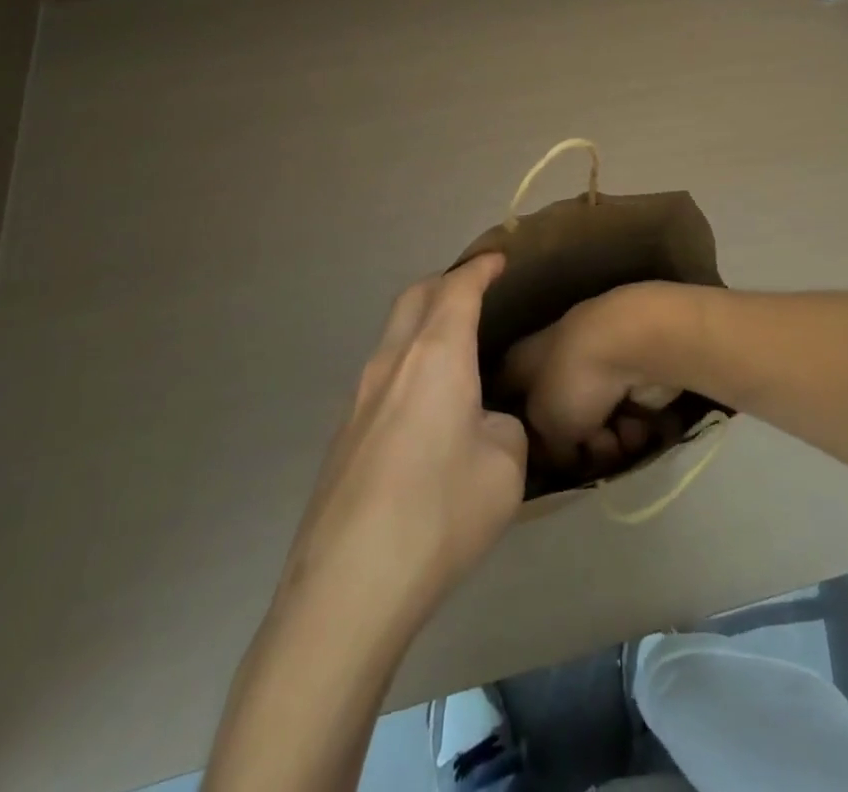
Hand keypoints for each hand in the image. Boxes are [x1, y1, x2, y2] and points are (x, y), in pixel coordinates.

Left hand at [277, 254, 526, 646]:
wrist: (347, 589)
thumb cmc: (439, 513)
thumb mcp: (505, 467)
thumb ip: (504, 427)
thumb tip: (484, 424)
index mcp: (435, 355)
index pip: (458, 289)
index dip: (480, 269)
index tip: (498, 259)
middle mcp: (391, 363)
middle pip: (414, 298)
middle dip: (446, 283)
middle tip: (475, 290)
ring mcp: (358, 399)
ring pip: (393, 336)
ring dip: (422, 325)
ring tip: (454, 347)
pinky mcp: (342, 436)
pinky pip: (381, 376)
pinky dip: (408, 365)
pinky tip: (426, 407)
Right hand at [501, 283, 686, 478]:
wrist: (633, 346)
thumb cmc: (572, 381)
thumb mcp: (545, 428)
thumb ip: (546, 449)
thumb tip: (561, 456)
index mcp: (523, 362)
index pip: (508, 397)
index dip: (518, 430)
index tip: (532, 458)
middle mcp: (556, 358)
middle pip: (560, 415)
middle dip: (576, 444)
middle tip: (584, 454)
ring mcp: (596, 362)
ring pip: (597, 418)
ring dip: (607, 441)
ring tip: (615, 440)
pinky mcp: (633, 370)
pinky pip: (626, 412)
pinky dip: (632, 424)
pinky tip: (637, 425)